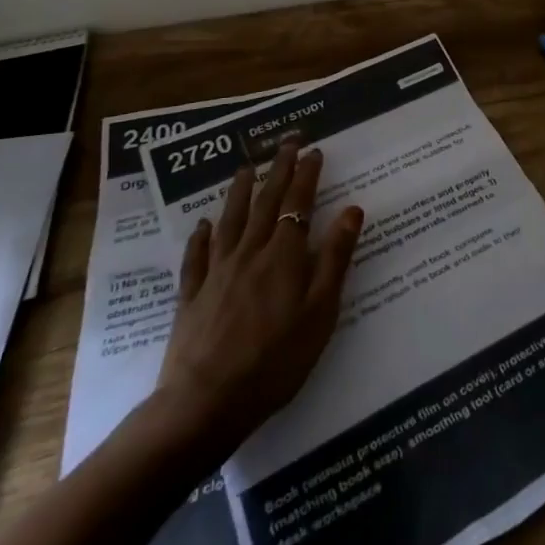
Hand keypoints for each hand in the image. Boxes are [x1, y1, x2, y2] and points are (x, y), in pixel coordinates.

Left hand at [152, 135, 363, 446]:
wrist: (207, 402)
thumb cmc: (276, 361)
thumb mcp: (320, 311)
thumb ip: (335, 257)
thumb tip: (352, 208)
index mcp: (284, 256)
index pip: (298, 204)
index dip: (306, 175)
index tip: (314, 150)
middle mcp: (250, 253)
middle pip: (266, 203)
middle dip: (278, 170)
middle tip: (285, 142)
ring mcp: (217, 273)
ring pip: (230, 221)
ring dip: (240, 191)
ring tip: (246, 168)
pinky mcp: (192, 296)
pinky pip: (197, 258)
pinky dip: (201, 237)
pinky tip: (203, 225)